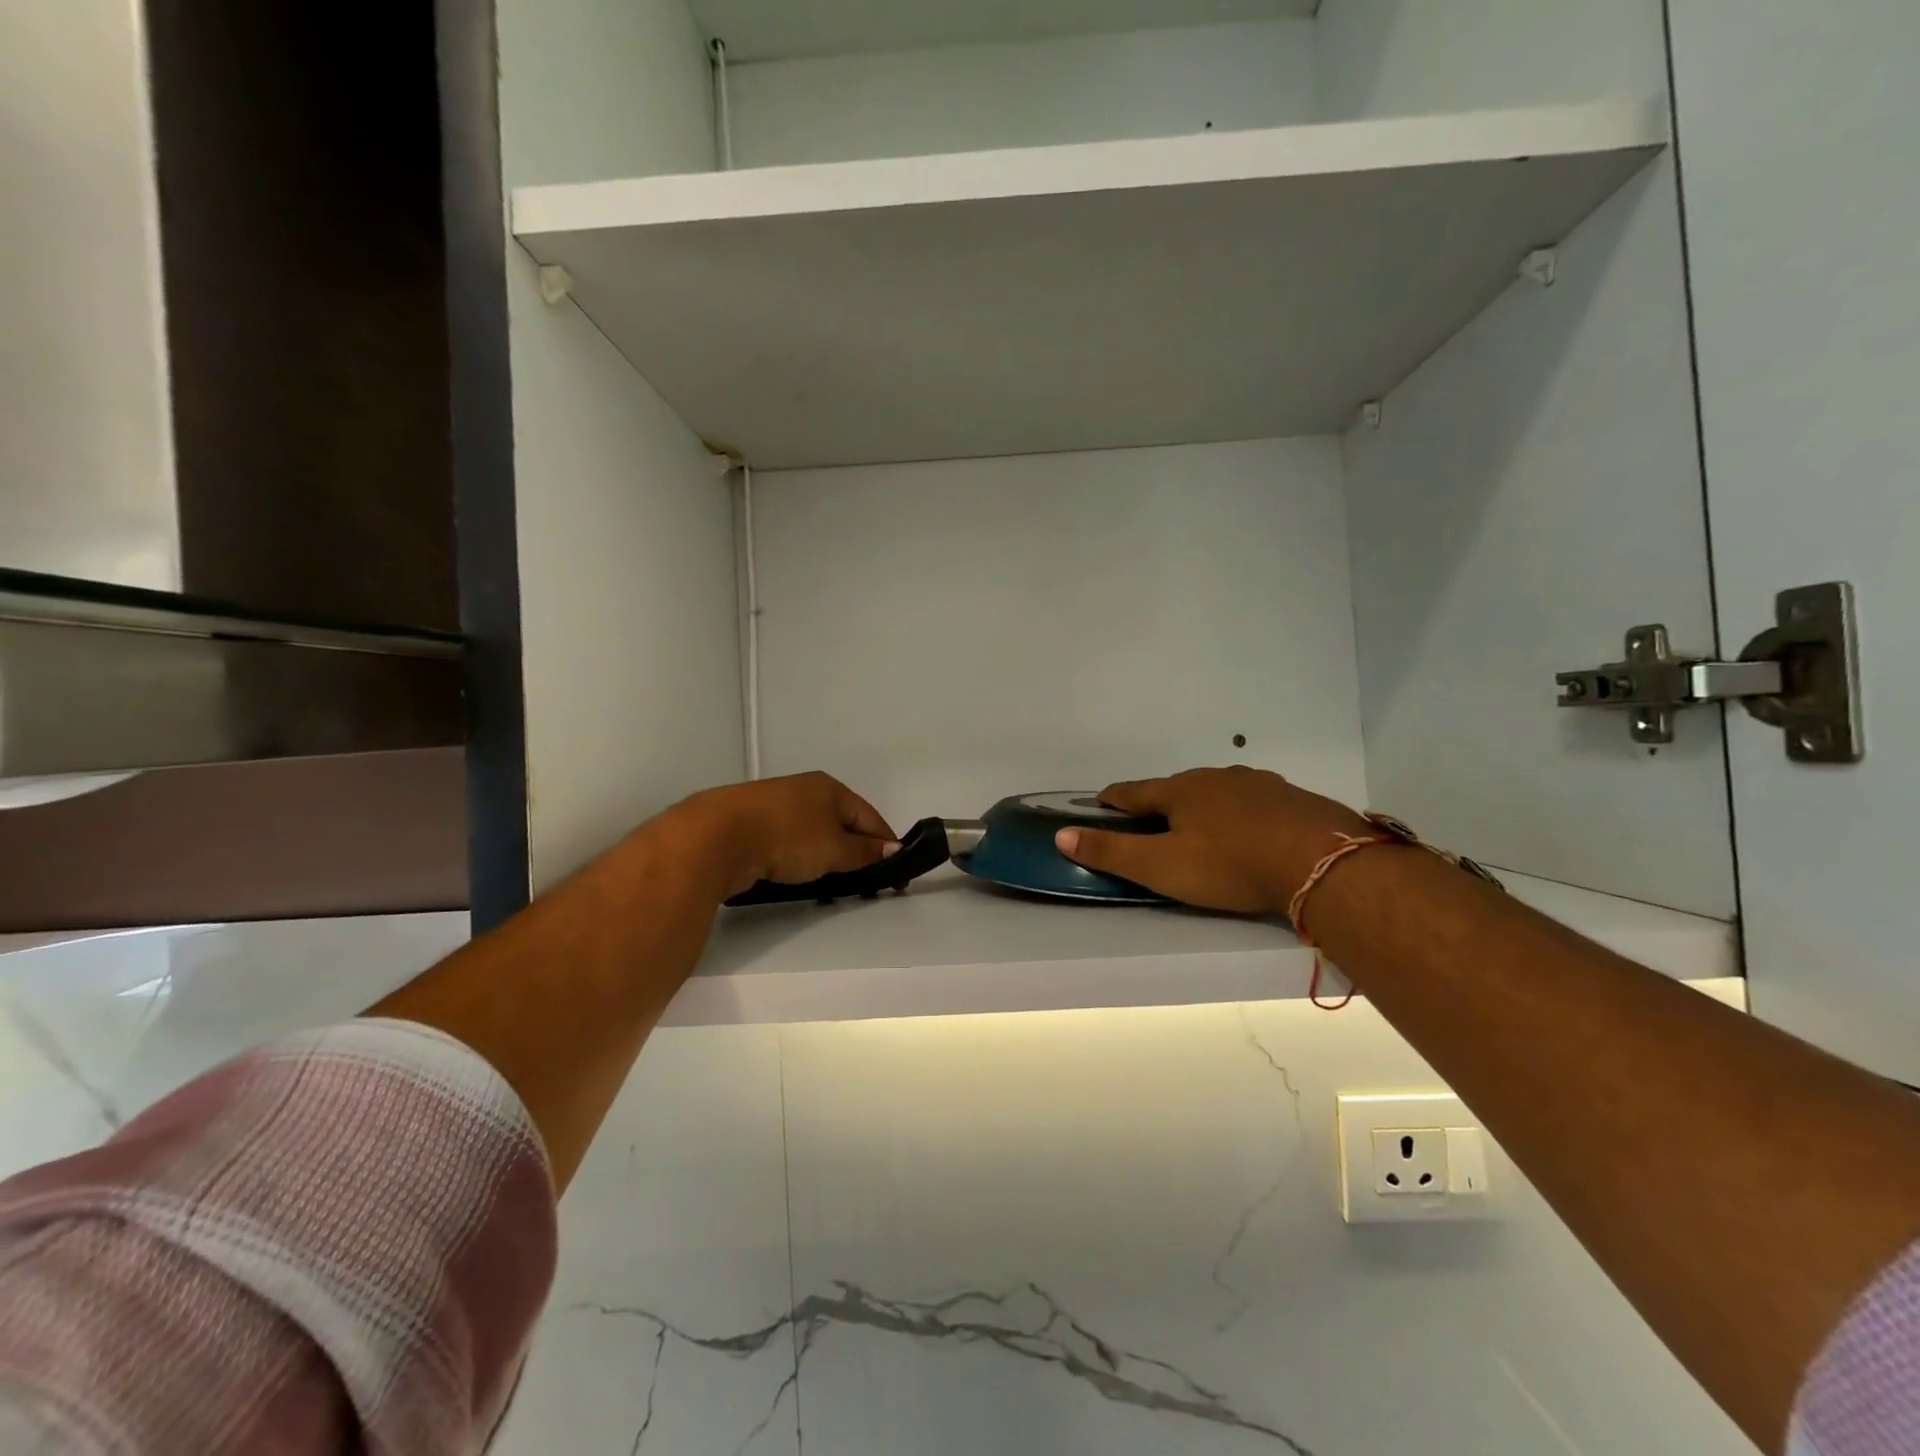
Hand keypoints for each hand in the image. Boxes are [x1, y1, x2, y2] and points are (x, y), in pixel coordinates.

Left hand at [672, 772, 898, 899]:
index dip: (886, 845)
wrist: (715, 836)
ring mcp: (775, 806)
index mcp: (829, 788)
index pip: (870, 817)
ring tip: (832, 887)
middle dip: (856, 853)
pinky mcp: (752, 825)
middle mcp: (804, 791)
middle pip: (842, 824)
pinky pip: (790, 844)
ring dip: (828, 859)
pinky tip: (798, 878)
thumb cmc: (786, 837)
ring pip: (814, 835)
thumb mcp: (834, 848)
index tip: (897, 875)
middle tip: (865, 884)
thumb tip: (892, 848)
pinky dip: (801, 860)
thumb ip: (864, 851)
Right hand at [1054, 767, 1370, 915]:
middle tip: (1152, 820)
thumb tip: (1061, 835)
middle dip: (1160, 801)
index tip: (1101, 802)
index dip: (1115, 799)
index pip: (1135, 791)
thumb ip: (1111, 852)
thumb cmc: (1229, 866)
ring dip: (1203, 804)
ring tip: (1200, 823)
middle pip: (1177, 787)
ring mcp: (1257, 784)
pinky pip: (1254, 801)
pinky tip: (1250, 828)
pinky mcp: (1291, 798)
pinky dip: (1241, 812)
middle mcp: (1215, 778)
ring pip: (1218, 790)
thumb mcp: (1161, 867)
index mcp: (1180, 791)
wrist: (1320, 862)